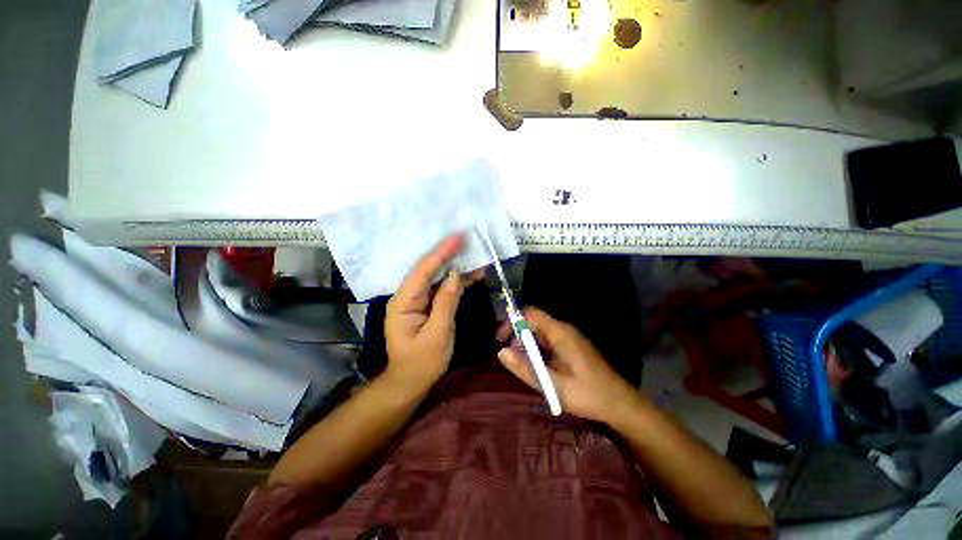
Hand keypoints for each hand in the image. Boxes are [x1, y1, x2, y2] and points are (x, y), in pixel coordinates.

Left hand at [385, 234, 480, 390]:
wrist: (410, 381)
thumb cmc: (422, 363)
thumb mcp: (437, 335)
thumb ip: (445, 303)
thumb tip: (455, 276)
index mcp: (403, 302)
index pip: (423, 271)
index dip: (441, 253)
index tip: (457, 237)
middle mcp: (407, 296)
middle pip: (427, 269)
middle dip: (447, 254)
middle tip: (466, 239)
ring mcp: (415, 300)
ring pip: (435, 277)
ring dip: (454, 266)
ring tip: (474, 255)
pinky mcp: (425, 305)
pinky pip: (440, 288)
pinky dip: (455, 281)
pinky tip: (470, 275)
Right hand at [497, 307, 637, 422]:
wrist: (620, 404)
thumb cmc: (588, 394)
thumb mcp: (553, 385)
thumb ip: (525, 368)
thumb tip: (501, 352)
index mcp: (560, 333)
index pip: (530, 314)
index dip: (512, 322)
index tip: (501, 339)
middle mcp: (564, 330)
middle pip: (534, 322)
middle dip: (518, 337)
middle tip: (512, 359)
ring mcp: (569, 338)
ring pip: (540, 333)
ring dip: (528, 346)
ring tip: (524, 366)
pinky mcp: (572, 347)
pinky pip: (549, 341)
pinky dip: (538, 351)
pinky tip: (538, 369)